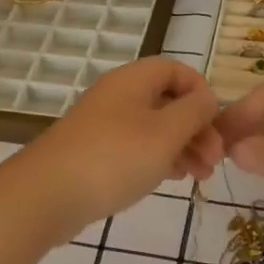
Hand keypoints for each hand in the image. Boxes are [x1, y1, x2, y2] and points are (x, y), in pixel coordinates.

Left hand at [0, 58, 221, 245]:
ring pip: (153, 126)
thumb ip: (194, 112)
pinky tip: (172, 178)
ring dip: (181, 146)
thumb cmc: (114, 157)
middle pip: (167, 100)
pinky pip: (135, 146)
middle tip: (214, 160)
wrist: (47, 194)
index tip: (216, 124)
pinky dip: (158, 158)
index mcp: (133, 80)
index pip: (176, 69)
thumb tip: (207, 99)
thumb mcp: (165, 132)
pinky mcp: (94, 152)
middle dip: (196, 126)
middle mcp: (117, 95)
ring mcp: (103, 124)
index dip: (201, 91)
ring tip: (200, 176)